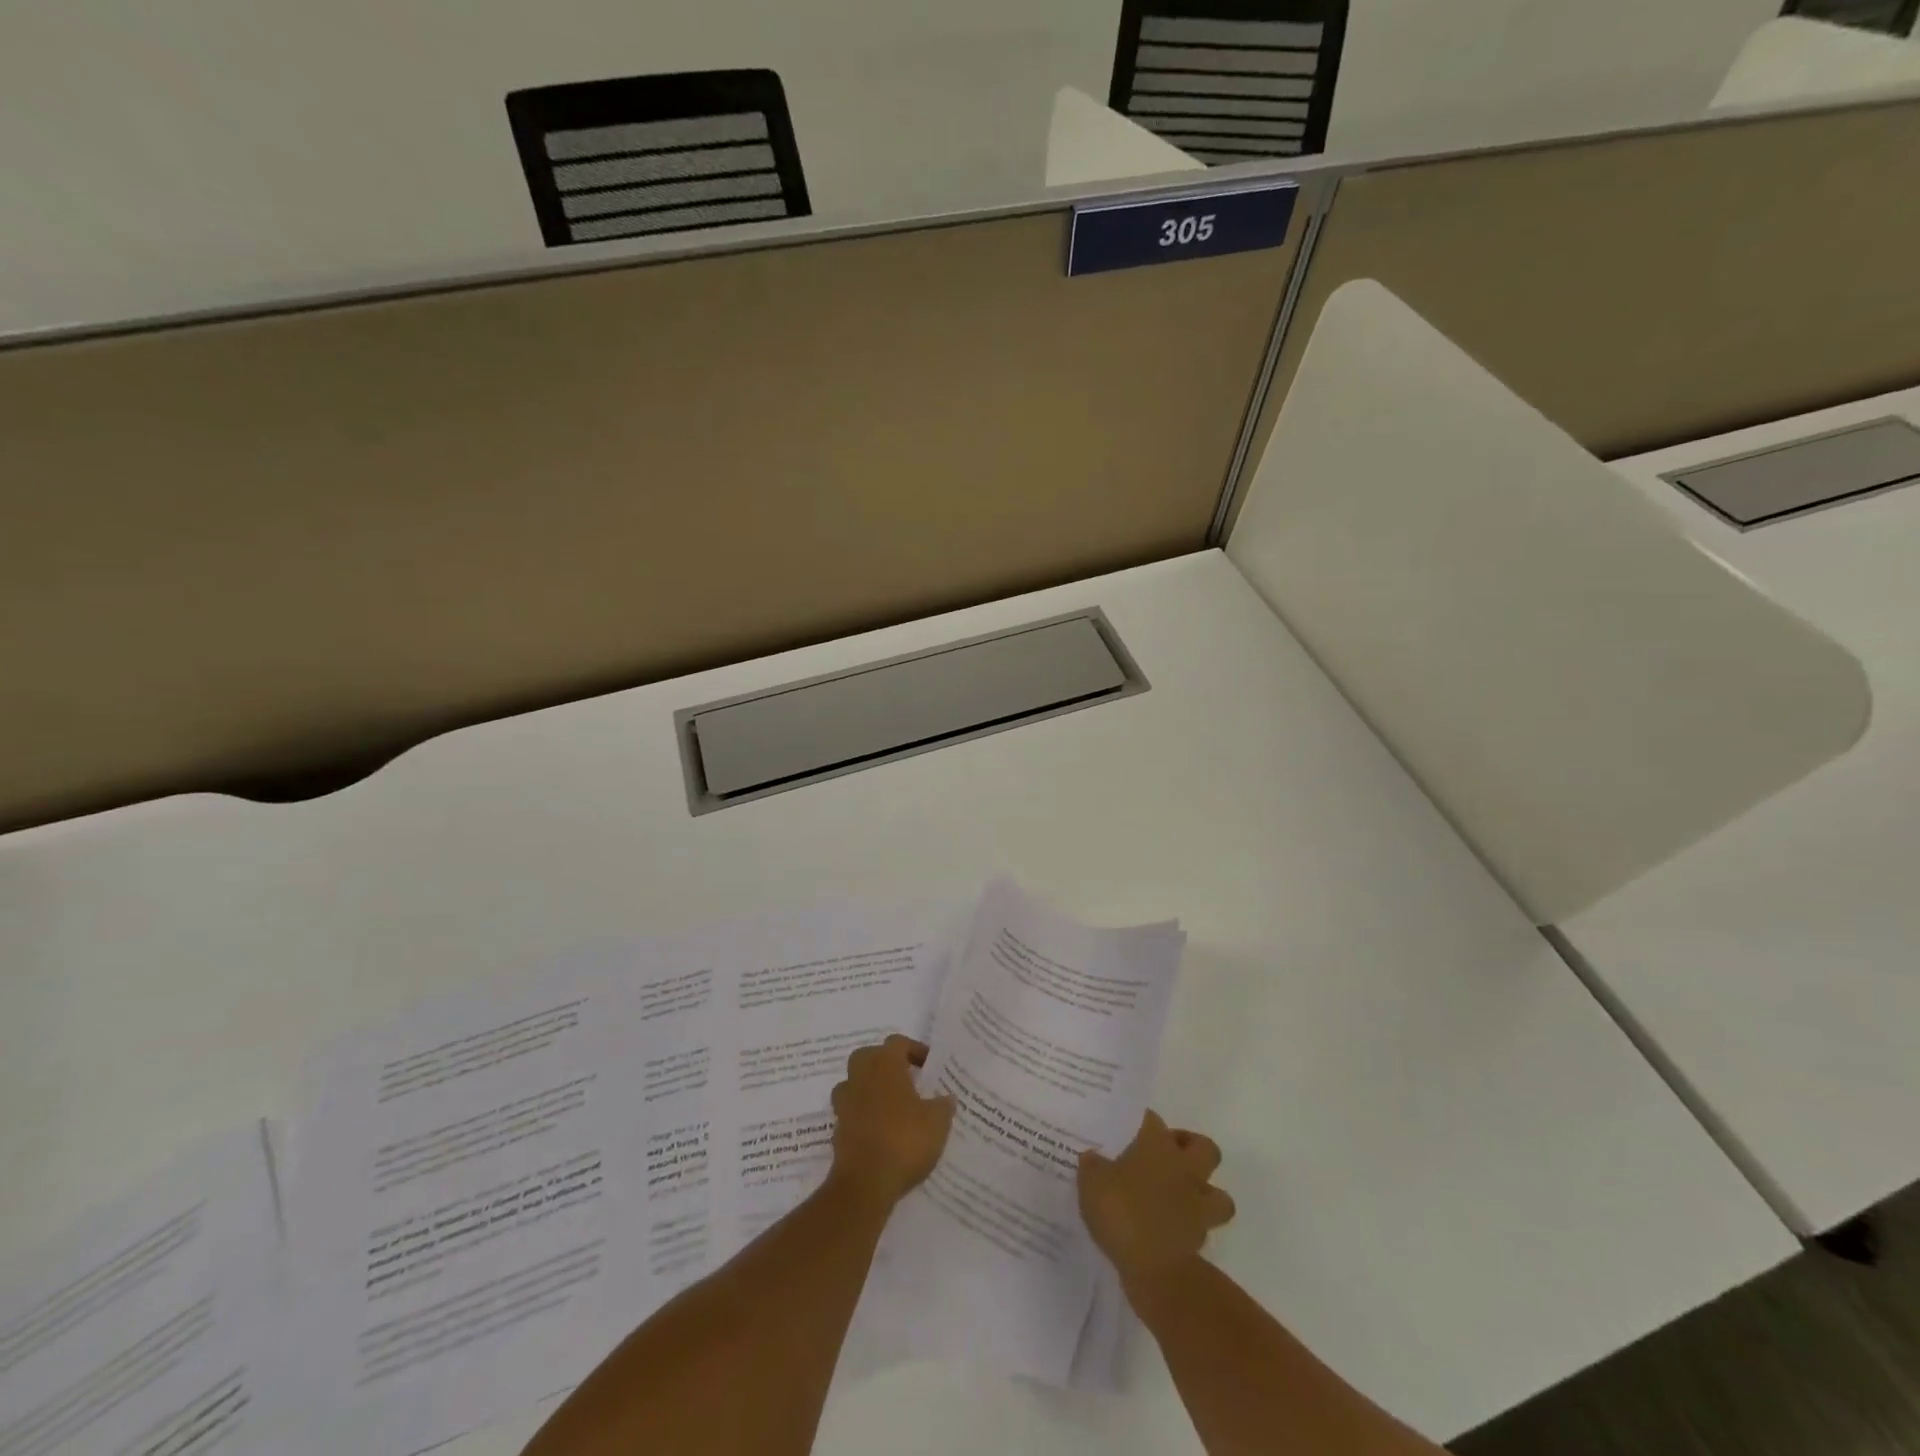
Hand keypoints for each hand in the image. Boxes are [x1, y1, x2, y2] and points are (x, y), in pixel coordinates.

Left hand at [828, 1035, 955, 1209]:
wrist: (866, 1183)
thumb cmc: (905, 1140)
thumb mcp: (937, 1122)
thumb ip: (943, 1105)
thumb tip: (946, 1098)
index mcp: (885, 1065)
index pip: (897, 1043)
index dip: (914, 1049)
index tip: (929, 1065)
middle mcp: (861, 1076)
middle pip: (869, 1056)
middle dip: (885, 1063)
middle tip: (905, 1078)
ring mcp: (845, 1103)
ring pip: (855, 1082)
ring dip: (870, 1088)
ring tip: (892, 1105)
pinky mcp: (837, 1129)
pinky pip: (851, 1111)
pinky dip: (863, 1115)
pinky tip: (881, 1131)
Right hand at [1079, 1110, 1235, 1287]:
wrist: (1155, 1269)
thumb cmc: (1122, 1211)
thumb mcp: (1092, 1183)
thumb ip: (1093, 1166)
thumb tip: (1093, 1157)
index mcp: (1157, 1145)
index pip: (1153, 1120)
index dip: (1144, 1122)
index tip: (1132, 1129)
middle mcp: (1183, 1168)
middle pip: (1204, 1147)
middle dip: (1191, 1149)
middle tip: (1169, 1156)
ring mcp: (1197, 1204)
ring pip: (1218, 1192)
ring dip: (1205, 1192)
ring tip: (1182, 1196)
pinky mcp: (1201, 1238)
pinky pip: (1204, 1225)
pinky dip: (1193, 1226)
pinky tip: (1172, 1227)